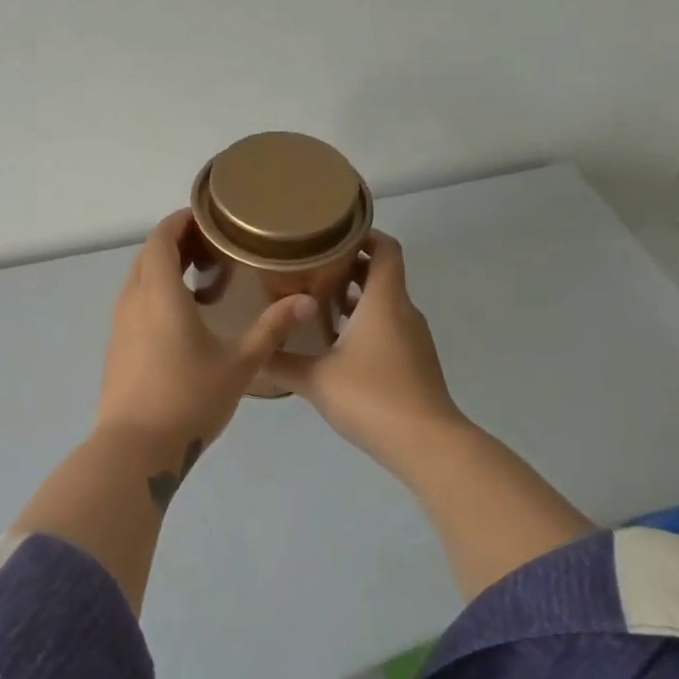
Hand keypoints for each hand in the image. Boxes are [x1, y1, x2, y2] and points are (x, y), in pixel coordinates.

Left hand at [96, 209, 317, 451]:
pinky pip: (134, 303)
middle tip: (214, 249)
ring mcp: (119, 324)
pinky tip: (184, 320)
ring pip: (139, 280)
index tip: (209, 219)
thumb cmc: (189, 398)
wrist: (135, 448)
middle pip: (148, 254)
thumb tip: (306, 301)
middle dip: (177, 243)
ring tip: (202, 282)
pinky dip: (156, 295)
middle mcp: (132, 300)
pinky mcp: (116, 346)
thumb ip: (272, 329)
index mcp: (159, 293)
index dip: (181, 220)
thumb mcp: (239, 363)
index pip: (161, 237)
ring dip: (165, 270)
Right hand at [261, 231, 463, 472]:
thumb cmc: (371, 397)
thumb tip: (252, 351)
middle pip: (381, 275)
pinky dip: (365, 325)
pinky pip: (389, 328)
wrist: (426, 444)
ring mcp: (413, 339)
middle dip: (348, 267)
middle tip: (309, 268)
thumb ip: (281, 361)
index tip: (332, 234)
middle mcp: (403, 312)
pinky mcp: (415, 362)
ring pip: (384, 304)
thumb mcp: (315, 379)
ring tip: (315, 304)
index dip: (364, 235)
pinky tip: (335, 345)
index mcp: (384, 302)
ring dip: (355, 299)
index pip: (386, 249)